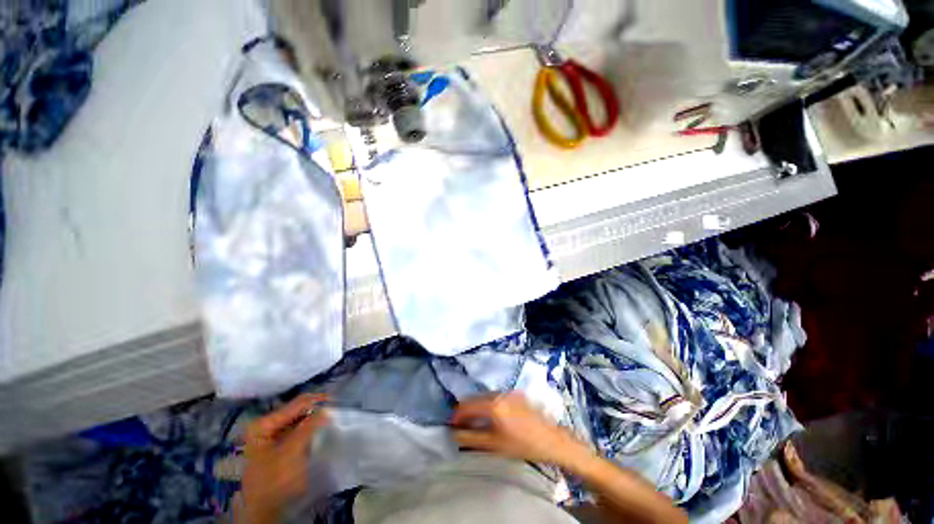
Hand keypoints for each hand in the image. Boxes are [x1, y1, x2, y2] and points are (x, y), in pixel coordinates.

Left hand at [237, 394, 328, 523]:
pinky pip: (298, 430)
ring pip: (298, 420)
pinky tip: (321, 427)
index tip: (335, 400)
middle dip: (315, 408)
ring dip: (314, 417)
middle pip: (296, 411)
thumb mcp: (292, 451)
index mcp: (263, 424)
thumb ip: (308, 427)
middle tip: (335, 406)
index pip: (295, 405)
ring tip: (331, 414)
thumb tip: (327, 408)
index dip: (316, 401)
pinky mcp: (280, 446)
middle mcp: (266, 426)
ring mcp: (272, 437)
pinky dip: (310, 427)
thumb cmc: (274, 479)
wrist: (264, 510)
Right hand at [451, 393, 591, 469]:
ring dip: (477, 407)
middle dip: (466, 410)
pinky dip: (489, 404)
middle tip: (462, 425)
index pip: (467, 405)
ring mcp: (509, 392)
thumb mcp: (494, 445)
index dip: (457, 414)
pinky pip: (496, 396)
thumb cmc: (523, 445)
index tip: (451, 424)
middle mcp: (499, 393)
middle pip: (476, 398)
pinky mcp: (517, 394)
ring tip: (476, 422)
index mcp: (493, 404)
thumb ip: (471, 437)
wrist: (552, 440)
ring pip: (486, 396)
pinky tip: (491, 416)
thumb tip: (455, 433)